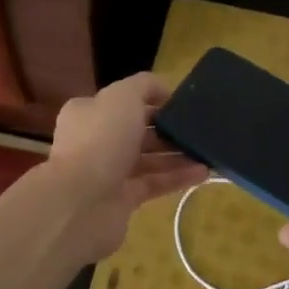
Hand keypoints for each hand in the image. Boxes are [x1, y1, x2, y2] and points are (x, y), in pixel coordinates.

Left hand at [45, 72, 206, 261]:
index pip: (124, 101)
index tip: (182, 103)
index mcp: (89, 112)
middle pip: (138, 131)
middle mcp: (96, 140)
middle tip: (199, 128)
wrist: (81, 202)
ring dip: (177, 154)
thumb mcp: (123, 97)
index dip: (152, 100)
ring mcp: (108, 172)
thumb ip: (144, 85)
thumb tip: (163, 90)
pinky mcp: (122, 199)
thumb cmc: (100, 140)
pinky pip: (155, 183)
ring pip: (149, 159)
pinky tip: (203, 172)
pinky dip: (177, 177)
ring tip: (207, 150)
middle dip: (168, 129)